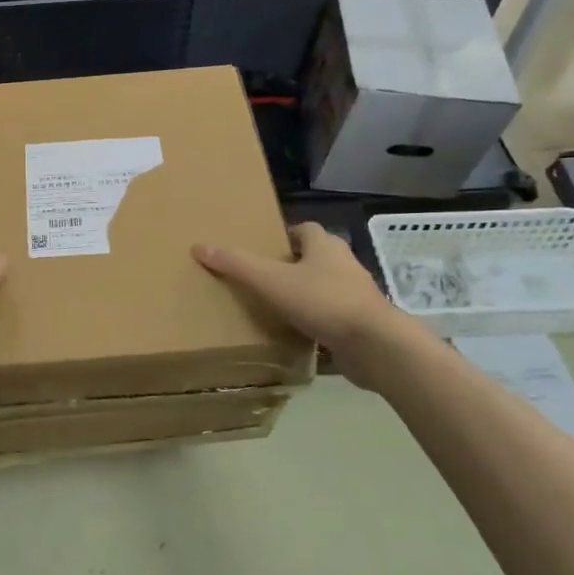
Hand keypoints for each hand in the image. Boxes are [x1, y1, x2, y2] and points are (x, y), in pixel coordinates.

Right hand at [193, 223, 426, 387]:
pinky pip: (332, 316)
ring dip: (305, 294)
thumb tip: (199, 247)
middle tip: (262, 278)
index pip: (304, 229)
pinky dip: (316, 321)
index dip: (284, 236)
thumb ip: (237, 265)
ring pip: (325, 286)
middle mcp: (344, 264)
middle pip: (315, 257)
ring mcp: (356, 294)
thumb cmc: (323, 301)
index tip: (263, 249)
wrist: (374, 345)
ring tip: (275, 307)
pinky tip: (297, 333)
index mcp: (325, 245)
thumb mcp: (272, 281)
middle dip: (292, 265)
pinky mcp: (360, 323)